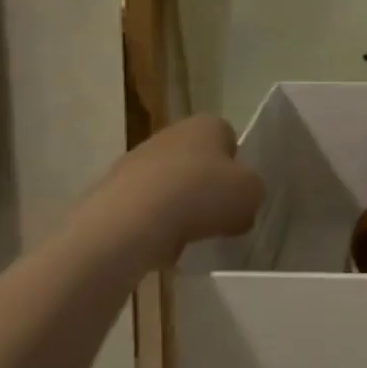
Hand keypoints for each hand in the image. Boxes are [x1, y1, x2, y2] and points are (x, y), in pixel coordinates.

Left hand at [76, 115, 264, 270]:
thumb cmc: (201, 195)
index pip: (229, 138)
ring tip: (189, 236)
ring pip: (170, 184)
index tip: (238, 193)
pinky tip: (161, 243)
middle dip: (207, 187)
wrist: (131, 221)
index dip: (237, 166)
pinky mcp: (113, 190)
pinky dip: (155, 224)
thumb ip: (253, 192)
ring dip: (180, 206)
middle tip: (218, 217)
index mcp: (207, 124)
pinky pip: (146, 207)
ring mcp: (137, 160)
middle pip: (198, 161)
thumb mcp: (251, 194)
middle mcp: (170, 133)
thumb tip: (241, 202)